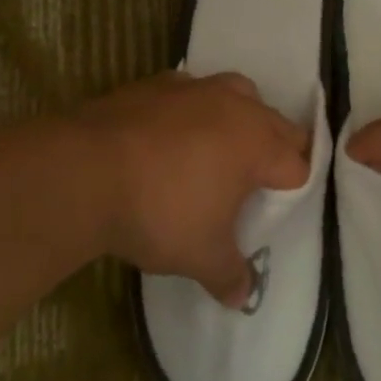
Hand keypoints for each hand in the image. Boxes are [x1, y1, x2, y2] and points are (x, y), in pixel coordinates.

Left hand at [77, 71, 311, 307]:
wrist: (83, 172)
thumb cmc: (159, 213)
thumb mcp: (200, 256)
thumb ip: (229, 275)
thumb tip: (242, 297)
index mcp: (257, 144)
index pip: (297, 165)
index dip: (293, 189)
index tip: (277, 209)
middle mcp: (234, 107)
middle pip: (276, 123)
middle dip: (278, 149)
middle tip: (262, 180)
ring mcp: (193, 88)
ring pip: (237, 92)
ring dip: (240, 116)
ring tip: (223, 146)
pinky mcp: (154, 83)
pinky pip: (189, 91)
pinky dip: (192, 108)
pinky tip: (172, 133)